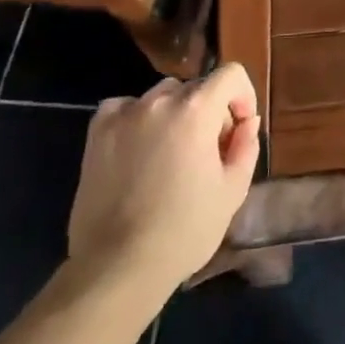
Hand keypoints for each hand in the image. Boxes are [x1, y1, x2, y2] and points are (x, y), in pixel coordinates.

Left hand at [66, 63, 260, 302]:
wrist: (117, 268)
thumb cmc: (184, 230)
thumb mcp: (233, 190)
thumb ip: (246, 145)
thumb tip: (247, 121)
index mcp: (196, 110)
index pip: (231, 75)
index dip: (243, 97)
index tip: (240, 129)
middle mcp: (159, 101)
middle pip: (197, 87)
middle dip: (211, 111)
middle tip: (209, 150)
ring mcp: (124, 115)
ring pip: (162, 96)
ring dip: (176, 113)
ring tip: (172, 152)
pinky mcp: (97, 134)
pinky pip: (125, 108)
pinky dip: (138, 119)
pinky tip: (139, 149)